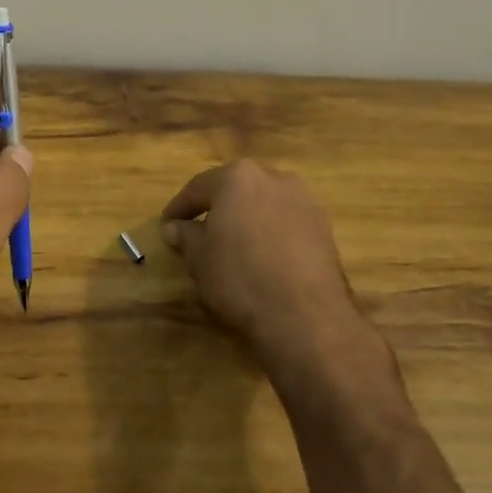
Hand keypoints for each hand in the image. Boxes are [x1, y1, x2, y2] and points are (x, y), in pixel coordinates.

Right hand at [161, 160, 397, 391]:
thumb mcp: (199, 259)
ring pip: (264, 203)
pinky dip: (272, 232)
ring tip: (235, 244)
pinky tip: (264, 255)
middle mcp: (272, 177)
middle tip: (200, 230)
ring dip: (247, 218)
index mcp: (237, 177)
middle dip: (217, 208)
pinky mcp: (324, 225)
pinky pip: (286, 221)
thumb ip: (185, 236)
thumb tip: (174, 227)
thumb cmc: (241, 278)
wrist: (306, 315)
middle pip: (235, 189)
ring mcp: (303, 199)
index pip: (199, 187)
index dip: (180, 207)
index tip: (167, 224)